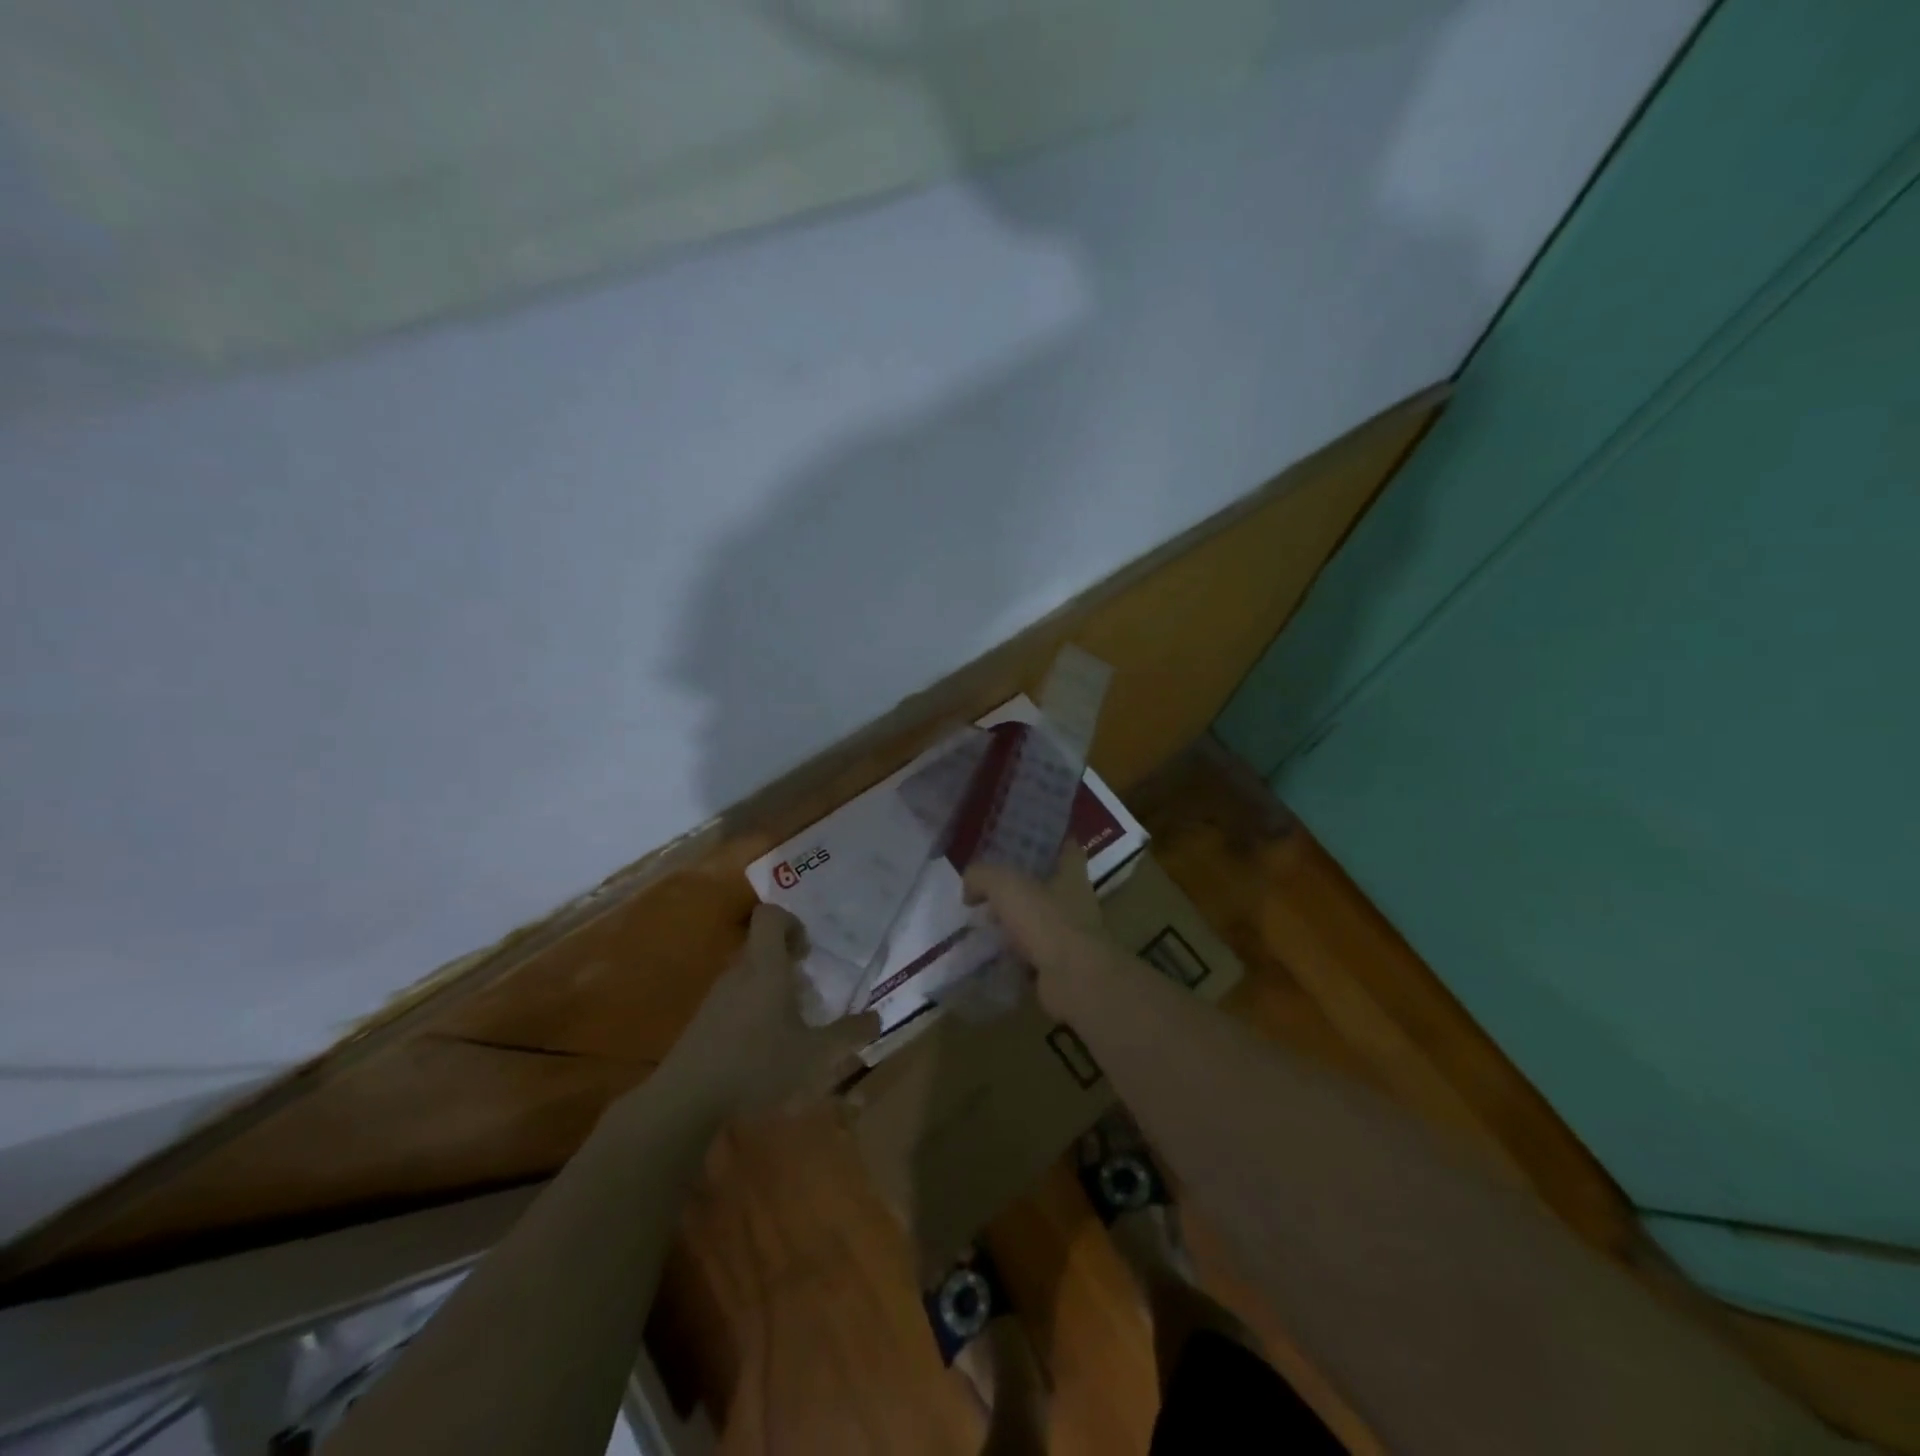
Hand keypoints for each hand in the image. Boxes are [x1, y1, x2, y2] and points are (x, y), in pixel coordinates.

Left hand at [653, 903, 880, 1121]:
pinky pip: (733, 1001)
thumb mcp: (815, 1055)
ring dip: (770, 989)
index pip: (770, 916)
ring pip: (747, 975)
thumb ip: (848, 1035)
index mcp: (765, 968)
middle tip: (808, 991)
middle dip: (787, 962)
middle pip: (760, 947)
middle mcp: (738, 973)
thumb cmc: (757, 1066)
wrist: (686, 1101)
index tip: (808, 951)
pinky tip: (763, 1049)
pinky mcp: (702, 1022)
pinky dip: (752, 1011)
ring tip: (790, 1024)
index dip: (791, 922)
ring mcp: (716, 998)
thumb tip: (876, 1018)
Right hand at [963, 846, 1108, 1014]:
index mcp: (1071, 872)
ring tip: (981, 920)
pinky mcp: (1059, 964)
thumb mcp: (1004, 885)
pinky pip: (1030, 952)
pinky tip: (987, 952)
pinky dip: (1012, 953)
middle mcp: (1075, 900)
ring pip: (1037, 919)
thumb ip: (981, 876)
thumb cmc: (1046, 921)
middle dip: (1020, 883)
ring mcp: (1069, 934)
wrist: (1074, 980)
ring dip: (1014, 921)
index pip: (1064, 845)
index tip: (1019, 839)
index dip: (1045, 840)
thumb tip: (969, 890)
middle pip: (1046, 883)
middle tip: (987, 883)